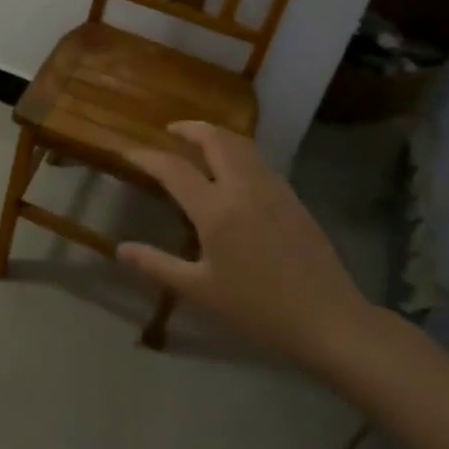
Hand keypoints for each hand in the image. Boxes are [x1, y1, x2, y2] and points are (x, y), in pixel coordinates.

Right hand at [120, 121, 379, 375]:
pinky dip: (237, 151)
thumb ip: (157, 265)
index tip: (130, 152)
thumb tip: (121, 249)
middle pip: (214, 138)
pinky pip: (258, 160)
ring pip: (240, 143)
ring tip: (199, 142)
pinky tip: (232, 170)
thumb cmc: (258, 309)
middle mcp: (243, 187)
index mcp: (216, 210)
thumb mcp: (200, 291)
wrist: (328, 319)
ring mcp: (272, 188)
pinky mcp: (292, 196)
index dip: (148, 157)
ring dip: (215, 135)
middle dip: (189, 128)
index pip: (174, 168)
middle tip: (170, 131)